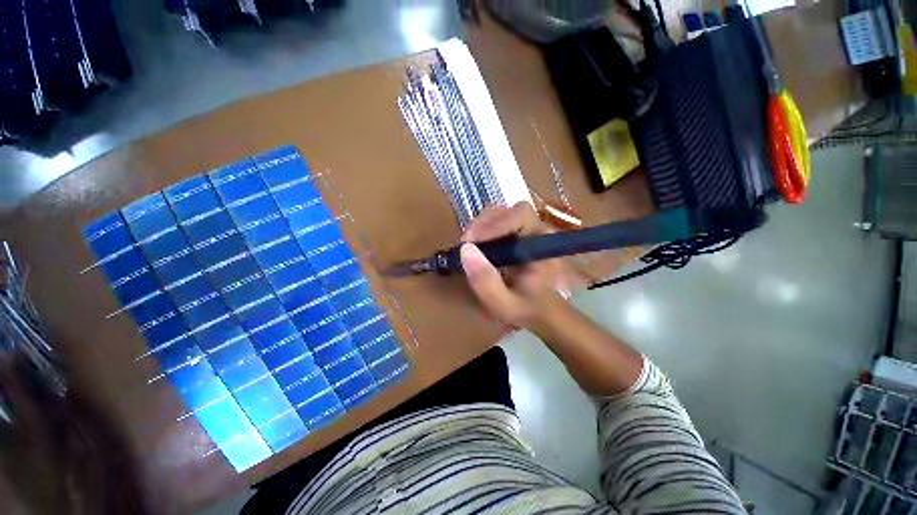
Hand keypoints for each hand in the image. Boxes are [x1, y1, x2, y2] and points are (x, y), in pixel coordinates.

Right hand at [460, 202, 573, 331]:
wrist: (541, 312)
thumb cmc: (527, 309)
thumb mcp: (503, 304)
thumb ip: (486, 281)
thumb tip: (465, 250)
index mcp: (542, 245)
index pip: (520, 216)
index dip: (493, 224)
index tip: (470, 242)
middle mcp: (537, 231)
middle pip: (508, 211)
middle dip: (483, 225)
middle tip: (465, 245)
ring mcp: (527, 231)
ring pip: (501, 214)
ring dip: (480, 227)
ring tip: (468, 246)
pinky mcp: (517, 235)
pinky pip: (497, 222)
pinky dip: (482, 231)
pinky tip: (476, 246)